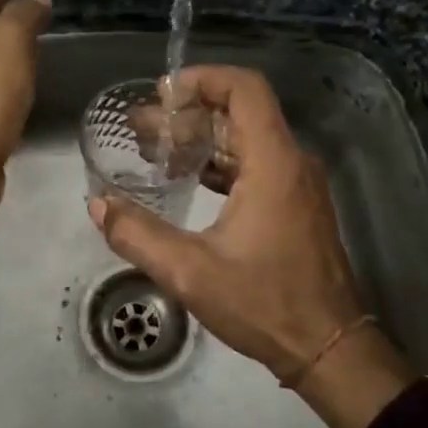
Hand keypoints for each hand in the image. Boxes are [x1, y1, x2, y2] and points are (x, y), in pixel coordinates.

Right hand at [88, 65, 413, 427]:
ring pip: (246, 139)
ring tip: (153, 151)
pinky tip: (185, 180)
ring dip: (201, 139)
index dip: (202, 79)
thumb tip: (97, 204)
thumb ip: (138, 235)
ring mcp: (297, 184)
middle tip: (139, 128)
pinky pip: (255, 164)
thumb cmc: (265, 304)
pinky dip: (219, 163)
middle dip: (187, 114)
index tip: (161, 95)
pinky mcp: (296, 205)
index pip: (244, 89)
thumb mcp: (191, 272)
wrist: (330, 348)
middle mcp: (291, 162)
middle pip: (239, 112)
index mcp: (273, 162)